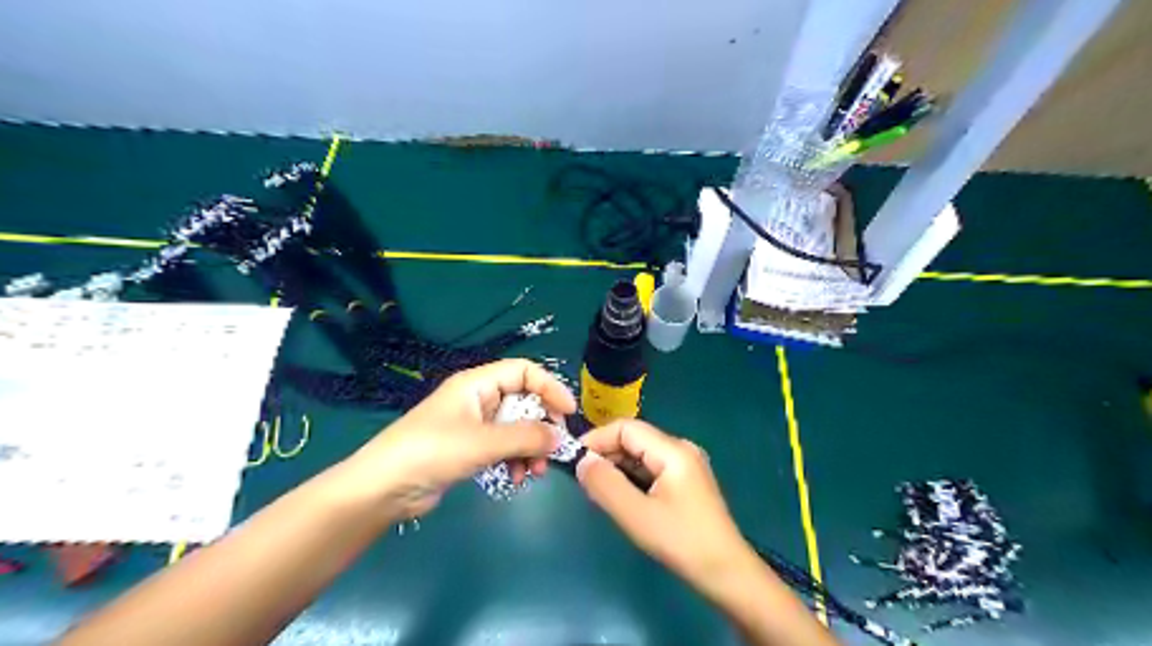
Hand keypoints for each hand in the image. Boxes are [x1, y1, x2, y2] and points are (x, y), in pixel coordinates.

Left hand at [339, 358, 575, 518]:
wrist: (383, 488)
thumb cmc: (431, 451)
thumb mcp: (482, 442)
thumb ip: (525, 437)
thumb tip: (560, 438)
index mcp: (478, 383)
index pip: (524, 372)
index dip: (550, 387)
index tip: (568, 413)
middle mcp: (478, 399)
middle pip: (523, 402)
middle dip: (541, 426)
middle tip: (552, 450)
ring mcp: (473, 425)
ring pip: (516, 428)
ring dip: (529, 447)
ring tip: (533, 472)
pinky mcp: (469, 449)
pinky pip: (503, 447)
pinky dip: (514, 460)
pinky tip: (516, 478)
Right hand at [580, 418, 751, 596]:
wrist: (727, 573)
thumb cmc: (682, 542)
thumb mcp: (637, 515)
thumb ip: (605, 485)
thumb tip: (581, 461)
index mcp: (673, 450)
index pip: (626, 428)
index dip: (597, 439)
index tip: (573, 459)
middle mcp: (681, 449)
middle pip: (634, 439)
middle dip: (605, 454)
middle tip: (582, 478)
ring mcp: (686, 465)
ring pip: (641, 455)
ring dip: (617, 467)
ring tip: (597, 488)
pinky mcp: (686, 481)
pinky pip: (651, 468)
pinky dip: (632, 477)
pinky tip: (620, 495)